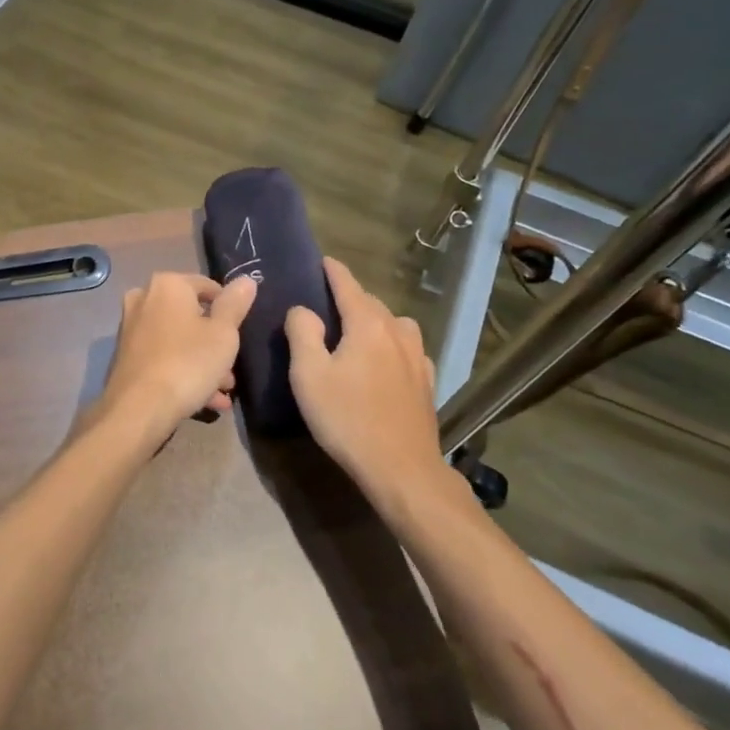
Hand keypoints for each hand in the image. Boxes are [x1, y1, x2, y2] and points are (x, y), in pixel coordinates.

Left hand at [96, 272, 256, 438]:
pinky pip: (163, 357)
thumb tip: (246, 280)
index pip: (208, 286)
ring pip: (178, 340)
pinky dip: (182, 371)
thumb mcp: (223, 334)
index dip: (229, 309)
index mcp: (168, 285)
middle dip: (215, 344)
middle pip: (192, 317)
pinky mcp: (126, 355)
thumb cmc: (187, 362)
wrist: (138, 408)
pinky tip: (205, 401)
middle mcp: (144, 299)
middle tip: (231, 372)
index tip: (240, 334)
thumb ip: (235, 304)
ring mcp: (132, 328)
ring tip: (222, 391)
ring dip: (202, 363)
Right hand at [285, 258, 443, 498]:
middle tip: (327, 303)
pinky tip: (386, 361)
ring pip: (394, 324)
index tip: (322, 260)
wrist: (401, 469)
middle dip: (350, 297)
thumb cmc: (347, 418)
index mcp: (367, 324)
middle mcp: (397, 331)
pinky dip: (393, 344)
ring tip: (357, 332)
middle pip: (371, 303)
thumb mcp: (309, 375)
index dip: (333, 271)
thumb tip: (302, 310)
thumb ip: (302, 333)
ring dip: (375, 320)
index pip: (348, 285)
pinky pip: (407, 348)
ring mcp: (417, 356)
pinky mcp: (426, 381)